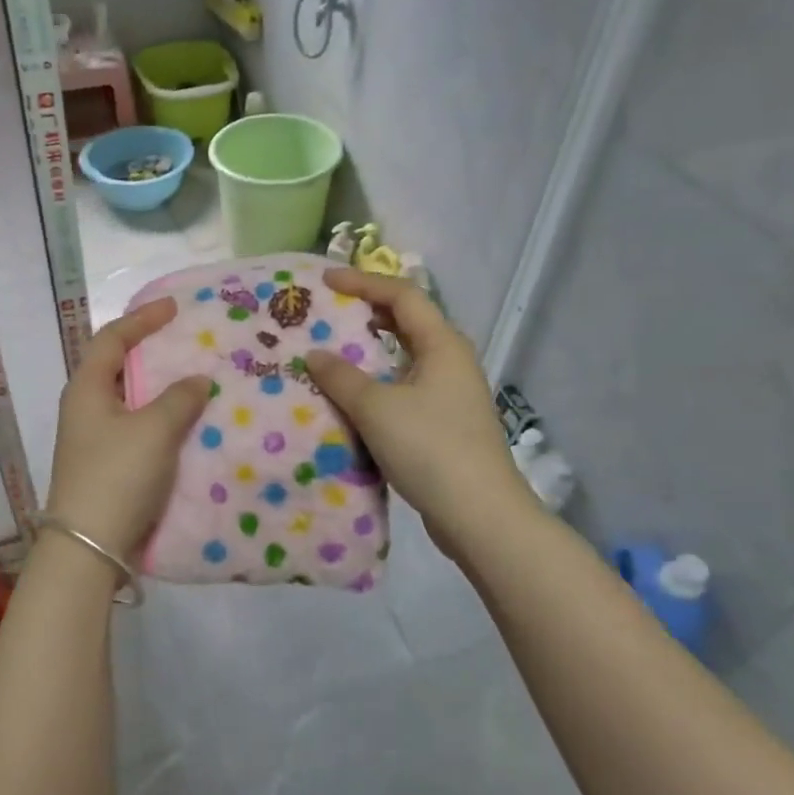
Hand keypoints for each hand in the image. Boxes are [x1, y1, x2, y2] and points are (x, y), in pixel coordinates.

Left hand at [45, 297, 212, 559]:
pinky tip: (186, 425)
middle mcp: (85, 408)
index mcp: (86, 388)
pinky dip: (160, 418)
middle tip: (187, 343)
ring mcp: (93, 439)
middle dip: (152, 352)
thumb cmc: (117, 475)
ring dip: (159, 389)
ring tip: (194, 381)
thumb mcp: (154, 430)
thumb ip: (180, 399)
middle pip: (118, 367)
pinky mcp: (106, 465)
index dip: (142, 319)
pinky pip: (136, 428)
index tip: (174, 307)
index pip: (112, 339)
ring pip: (129, 400)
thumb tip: (197, 380)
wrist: (89, 547)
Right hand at [304, 268, 530, 555]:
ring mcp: (452, 393)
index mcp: (442, 345)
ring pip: (406, 357)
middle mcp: (451, 361)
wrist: (478, 513)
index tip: (325, 281)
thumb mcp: (376, 408)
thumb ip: (341, 377)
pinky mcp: (445, 423)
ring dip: (371, 350)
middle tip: (328, 312)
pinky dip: (378, 382)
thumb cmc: (429, 448)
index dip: (363, 283)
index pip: (402, 295)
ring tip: (333, 352)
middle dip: (367, 312)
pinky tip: (354, 398)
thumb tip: (315, 355)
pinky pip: (406, 387)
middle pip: (408, 322)